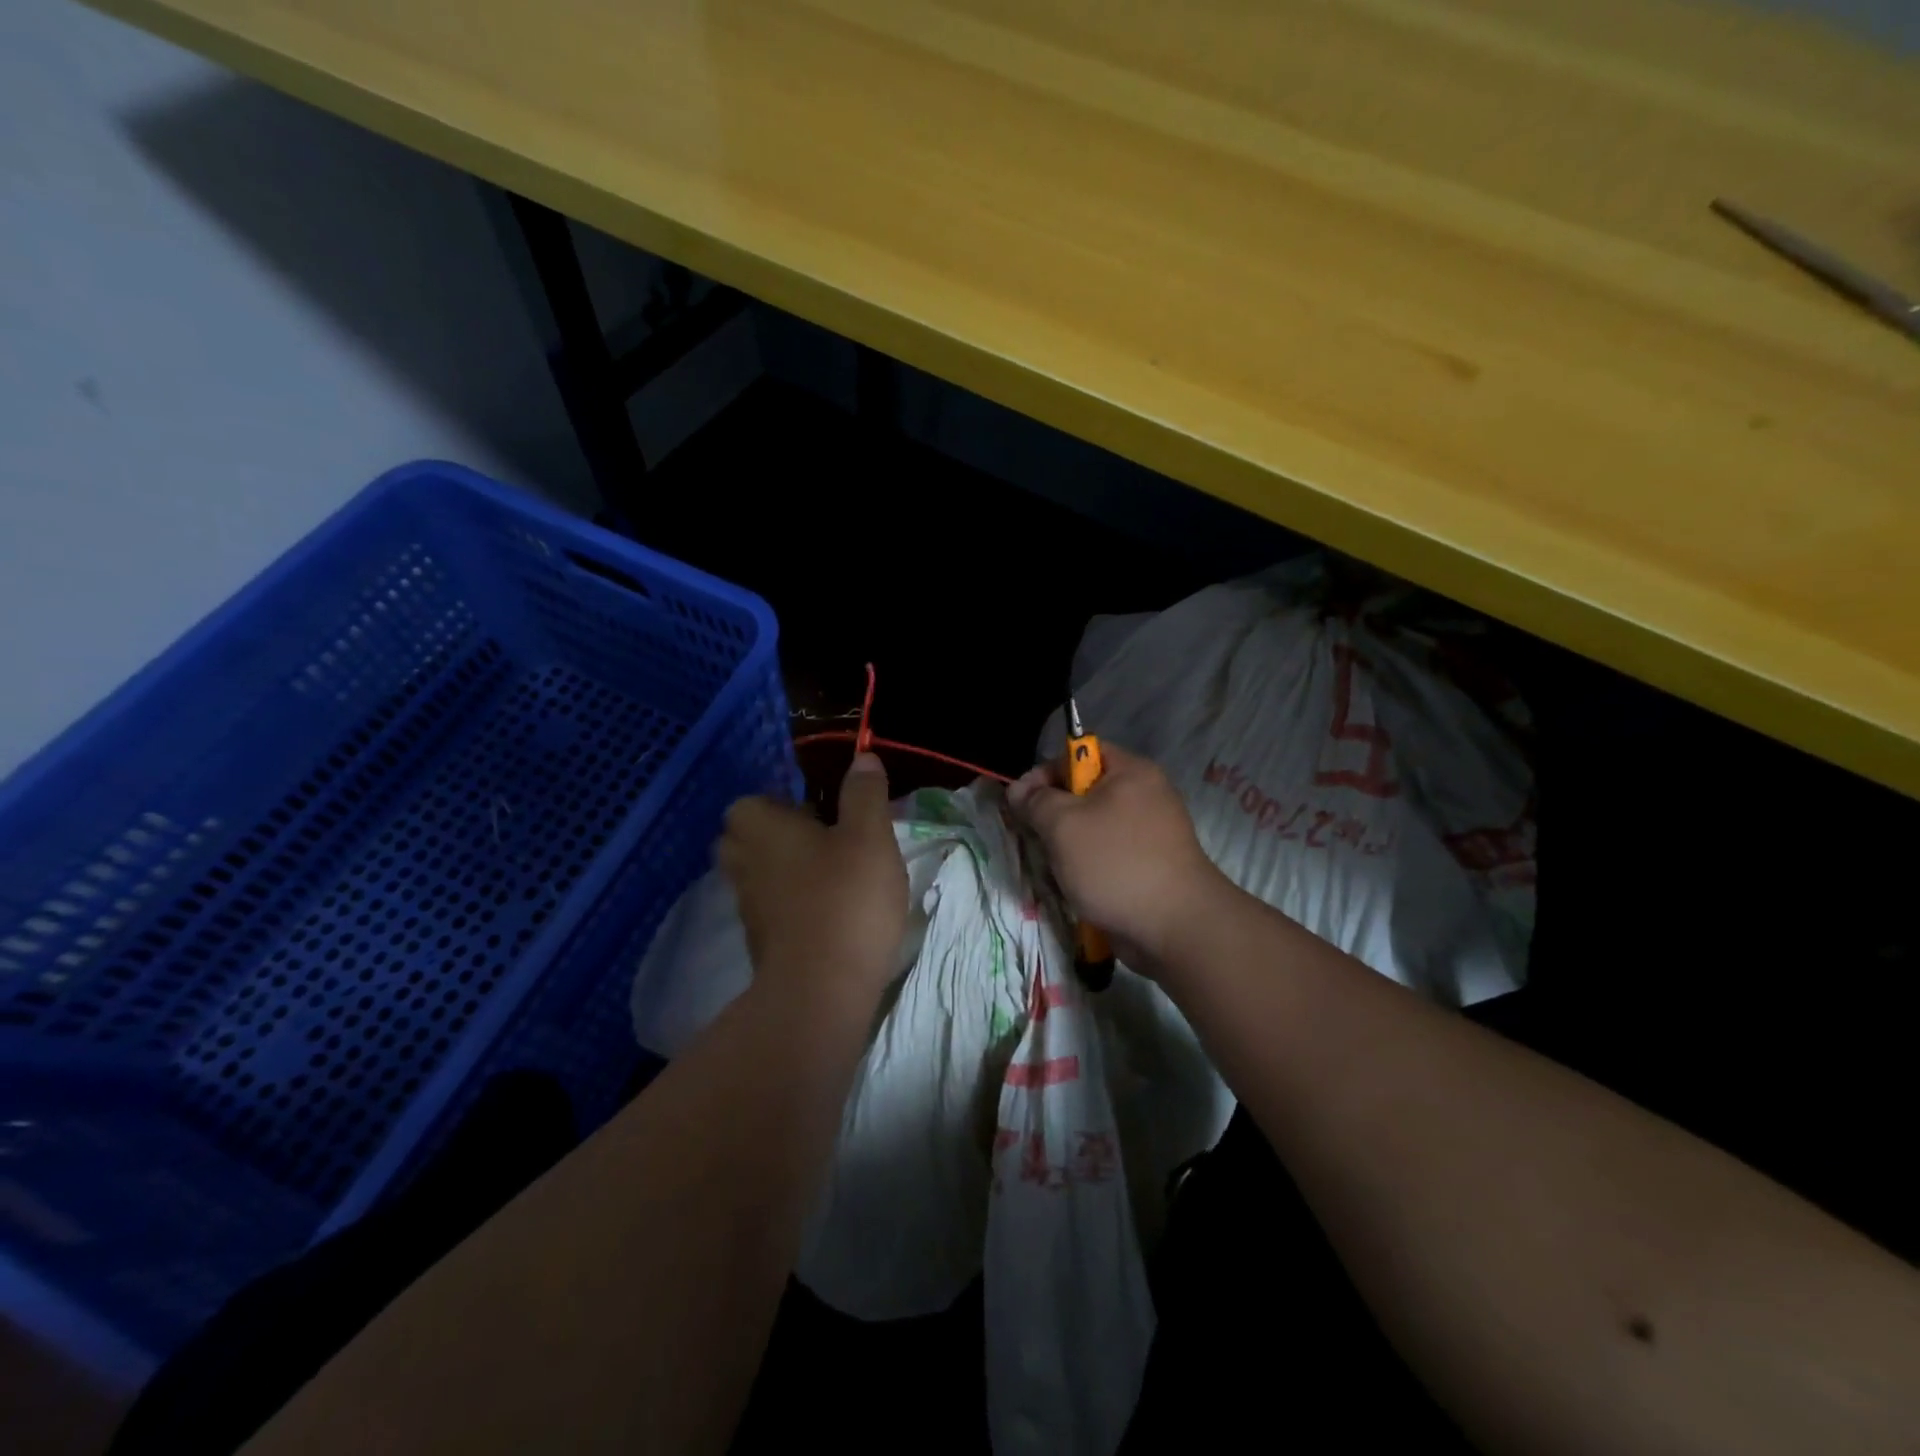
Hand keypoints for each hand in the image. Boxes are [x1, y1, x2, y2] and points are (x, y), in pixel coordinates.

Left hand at [718, 753, 908, 1015]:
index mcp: (762, 828)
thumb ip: (864, 794)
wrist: (821, 990)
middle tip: (823, 840)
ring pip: (757, 876)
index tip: (818, 812)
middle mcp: (744, 863)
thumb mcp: (869, 835)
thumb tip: (862, 758)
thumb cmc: (846, 898)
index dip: (780, 803)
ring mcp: (748, 907)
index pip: (750, 803)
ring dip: (784, 871)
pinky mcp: (760, 943)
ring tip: (830, 876)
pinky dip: (790, 905)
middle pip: (745, 839)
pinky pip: (770, 909)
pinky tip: (827, 912)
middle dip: (775, 836)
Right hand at [1008, 742, 1224, 969]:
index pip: (1080, 753)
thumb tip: (1019, 791)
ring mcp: (1150, 832)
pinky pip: (1108, 853)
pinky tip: (1077, 885)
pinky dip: (1089, 866)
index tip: (1021, 803)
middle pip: (1085, 791)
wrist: (1175, 928)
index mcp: (1131, 772)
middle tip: (1036, 838)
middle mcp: (1145, 795)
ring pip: (1093, 826)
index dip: (1046, 772)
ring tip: (1056, 867)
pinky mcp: (1150, 865)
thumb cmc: (1116, 863)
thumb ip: (1036, 801)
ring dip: (1068, 845)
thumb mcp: (1063, 825)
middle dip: (1054, 814)